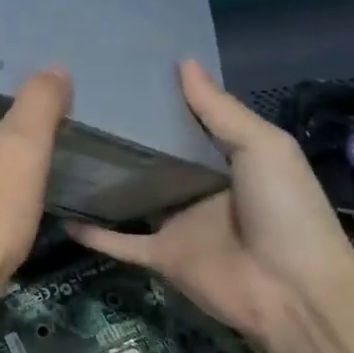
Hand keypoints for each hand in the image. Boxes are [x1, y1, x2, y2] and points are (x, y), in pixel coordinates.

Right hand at [66, 60, 353, 339]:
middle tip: (74, 109)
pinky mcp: (161, 256)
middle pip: (150, 159)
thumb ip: (219, 109)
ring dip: (101, 182)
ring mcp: (177, 224)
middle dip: (120, 138)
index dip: (156, 102)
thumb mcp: (262, 147)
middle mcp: (197, 189)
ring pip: (129, 198)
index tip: (117, 77)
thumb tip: (183, 61)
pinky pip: (119, 242)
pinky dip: (93, 234)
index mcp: (225, 161)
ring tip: (59, 154)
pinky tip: (61, 216)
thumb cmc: (284, 210)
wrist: (294, 291)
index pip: (184, 125)